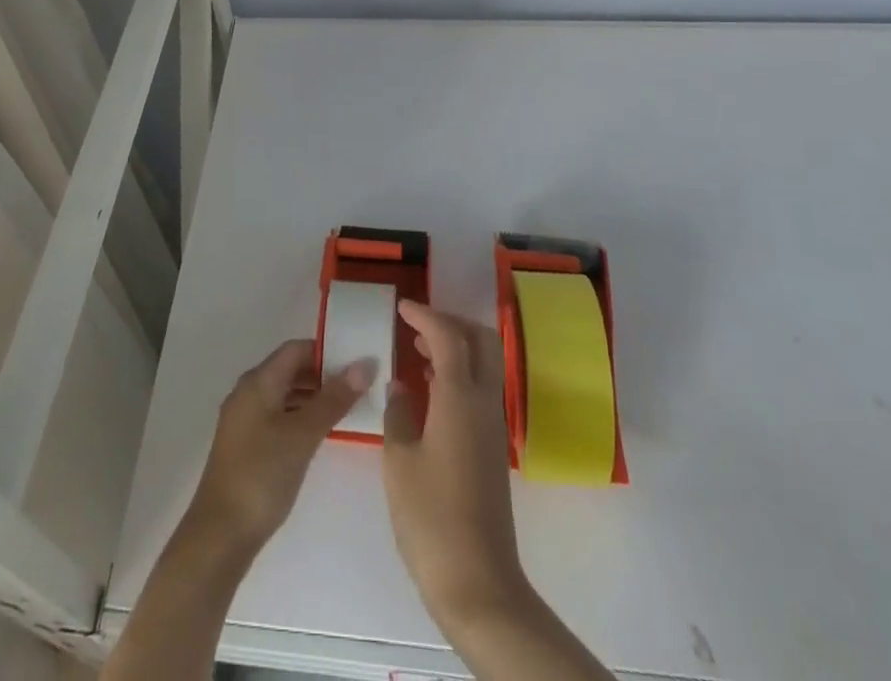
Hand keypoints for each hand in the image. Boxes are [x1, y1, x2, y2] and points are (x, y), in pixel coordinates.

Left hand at [188, 339, 372, 551]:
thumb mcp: (303, 435)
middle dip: (323, 375)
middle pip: (290, 369)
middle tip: (358, 388)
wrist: (220, 535)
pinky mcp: (246, 444)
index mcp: (258, 381)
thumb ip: (334, 399)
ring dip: (313, 397)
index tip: (356, 362)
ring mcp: (245, 419)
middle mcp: (248, 391)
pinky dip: (300, 417)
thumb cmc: (262, 475)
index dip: (326, 351)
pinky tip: (320, 434)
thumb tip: (364, 364)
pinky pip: (278, 416)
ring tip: (347, 410)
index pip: (296, 349)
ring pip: (284, 394)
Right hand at [383, 301, 527, 622]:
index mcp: (459, 397)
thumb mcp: (398, 460)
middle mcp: (483, 403)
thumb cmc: (430, 517)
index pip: (449, 335)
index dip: (425, 315)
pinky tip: (430, 391)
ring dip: (456, 348)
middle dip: (451, 323)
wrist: (477, 583)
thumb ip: (398, 413)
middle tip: (417, 325)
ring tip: (417, 351)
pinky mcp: (492, 449)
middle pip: (481, 340)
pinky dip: (458, 374)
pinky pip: (480, 390)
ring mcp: (492, 427)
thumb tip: (400, 387)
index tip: (401, 307)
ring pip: (484, 364)